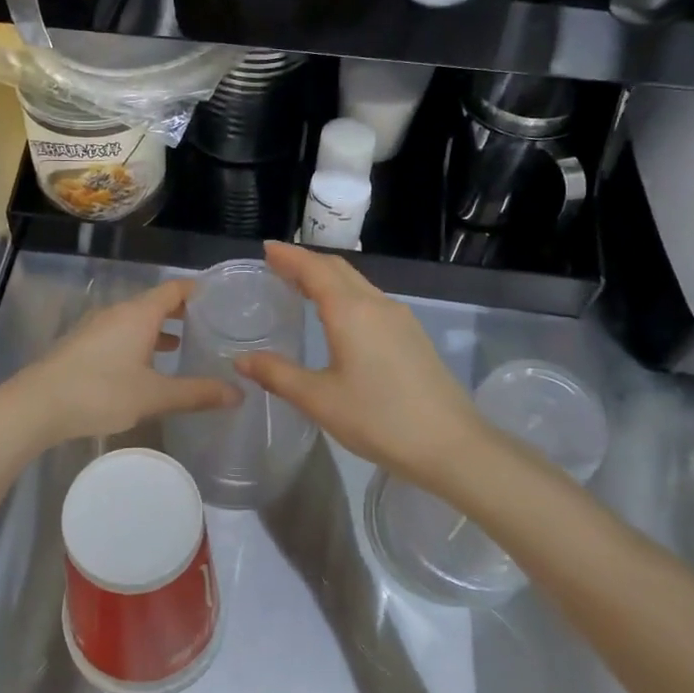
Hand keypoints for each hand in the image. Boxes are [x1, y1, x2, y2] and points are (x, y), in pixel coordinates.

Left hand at [0, 279, 241, 448]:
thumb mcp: (154, 396)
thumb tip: (238, 394)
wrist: (37, 405)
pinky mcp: (82, 344)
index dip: (198, 290)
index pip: (174, 288)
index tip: (221, 298)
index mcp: (139, 314)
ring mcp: (96, 327)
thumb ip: (197, 393)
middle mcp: (117, 312)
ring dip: (159, 328)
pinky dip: (140, 340)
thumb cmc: (101, 392)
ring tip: (183, 344)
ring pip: (136, 319)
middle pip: (155, 302)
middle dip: (181, 311)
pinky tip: (145, 365)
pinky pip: (120, 333)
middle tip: (210, 324)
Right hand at [236, 242, 483, 486]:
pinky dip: (347, 296)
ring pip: (358, 285)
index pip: (315, 269)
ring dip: (328, 278)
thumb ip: (278, 375)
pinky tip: (338, 318)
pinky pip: (372, 302)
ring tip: (301, 287)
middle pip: (339, 269)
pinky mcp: (413, 337)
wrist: (451, 445)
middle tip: (278, 265)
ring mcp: (401, 319)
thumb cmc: (379, 419)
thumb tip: (242, 360)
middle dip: (307, 262)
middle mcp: (377, 305)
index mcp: (351, 311)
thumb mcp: (320, 399)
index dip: (289, 256)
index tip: (266, 248)